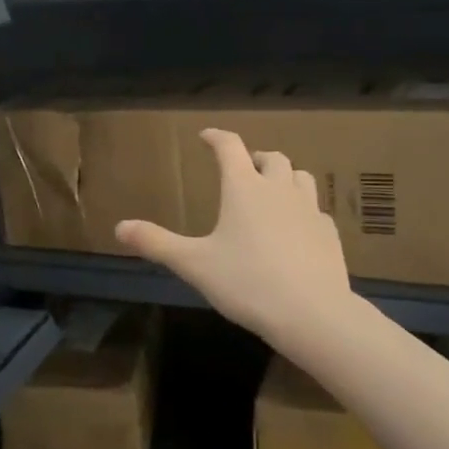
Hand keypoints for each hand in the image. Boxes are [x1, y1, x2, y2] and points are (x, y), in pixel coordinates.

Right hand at [115, 129, 352, 349]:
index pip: (230, 147)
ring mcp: (309, 210)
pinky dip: (303, 210)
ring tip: (273, 191)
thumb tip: (119, 227)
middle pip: (272, 158)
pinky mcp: (329, 233)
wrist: (311, 312)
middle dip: (255, 158)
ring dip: (285, 177)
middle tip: (244, 168)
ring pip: (300, 177)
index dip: (216, 137)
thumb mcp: (194, 265)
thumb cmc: (246, 282)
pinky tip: (296, 229)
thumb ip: (157, 244)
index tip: (206, 136)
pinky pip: (316, 210)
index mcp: (244, 188)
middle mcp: (279, 189)